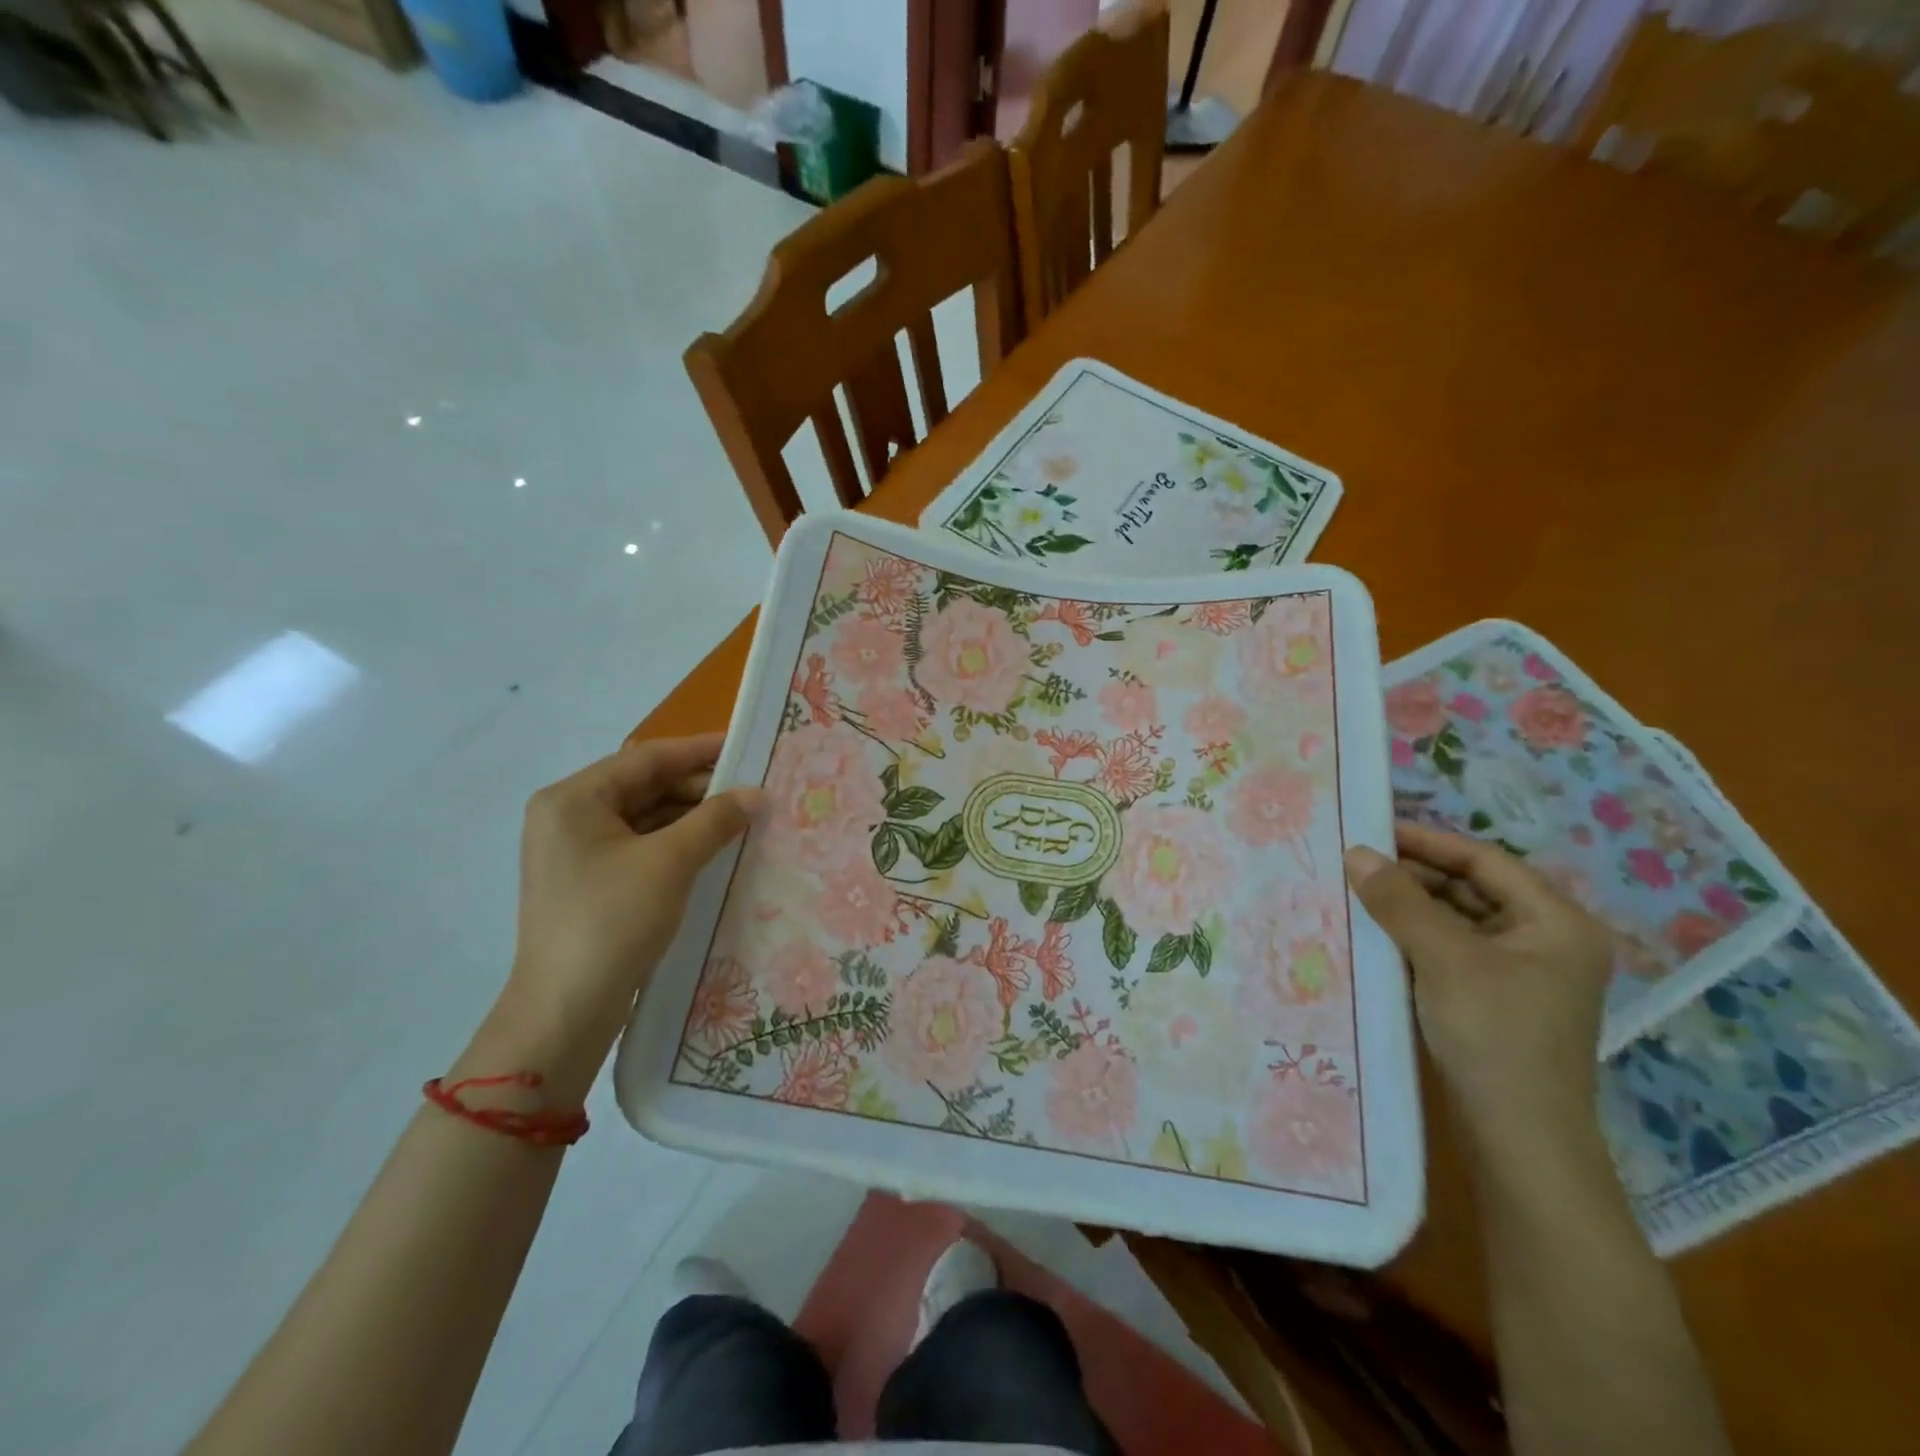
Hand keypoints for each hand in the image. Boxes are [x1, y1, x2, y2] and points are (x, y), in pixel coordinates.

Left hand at [507, 734, 758, 1061]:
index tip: (746, 744)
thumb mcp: (670, 863)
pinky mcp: (592, 882)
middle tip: (753, 788)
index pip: (646, 759)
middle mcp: (569, 817)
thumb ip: (715, 820)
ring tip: (744, 816)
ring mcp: (578, 852)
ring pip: (646, 817)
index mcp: (573, 800)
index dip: (699, 750)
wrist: (566, 1010)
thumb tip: (757, 794)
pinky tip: (716, 847)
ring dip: (693, 816)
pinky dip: (678, 842)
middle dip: (699, 787)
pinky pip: (642, 846)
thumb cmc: (612, 921)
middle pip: (645, 786)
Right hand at [1344, 824, 1613, 1160]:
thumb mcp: (1444, 959)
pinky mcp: (1493, 1000)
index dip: (1428, 841)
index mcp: (1555, 922)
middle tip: (1355, 864)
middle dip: (1413, 876)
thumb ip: (1399, 901)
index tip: (1373, 830)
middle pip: (1471, 888)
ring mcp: (1519, 973)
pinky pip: (1449, 951)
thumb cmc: (1495, 1035)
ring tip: (1354, 894)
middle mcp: (1544, 940)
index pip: (1485, 860)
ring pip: (1456, 920)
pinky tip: (1372, 935)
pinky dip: (1413, 938)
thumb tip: (1356, 852)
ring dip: (1408, 907)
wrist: (1519, 1139)